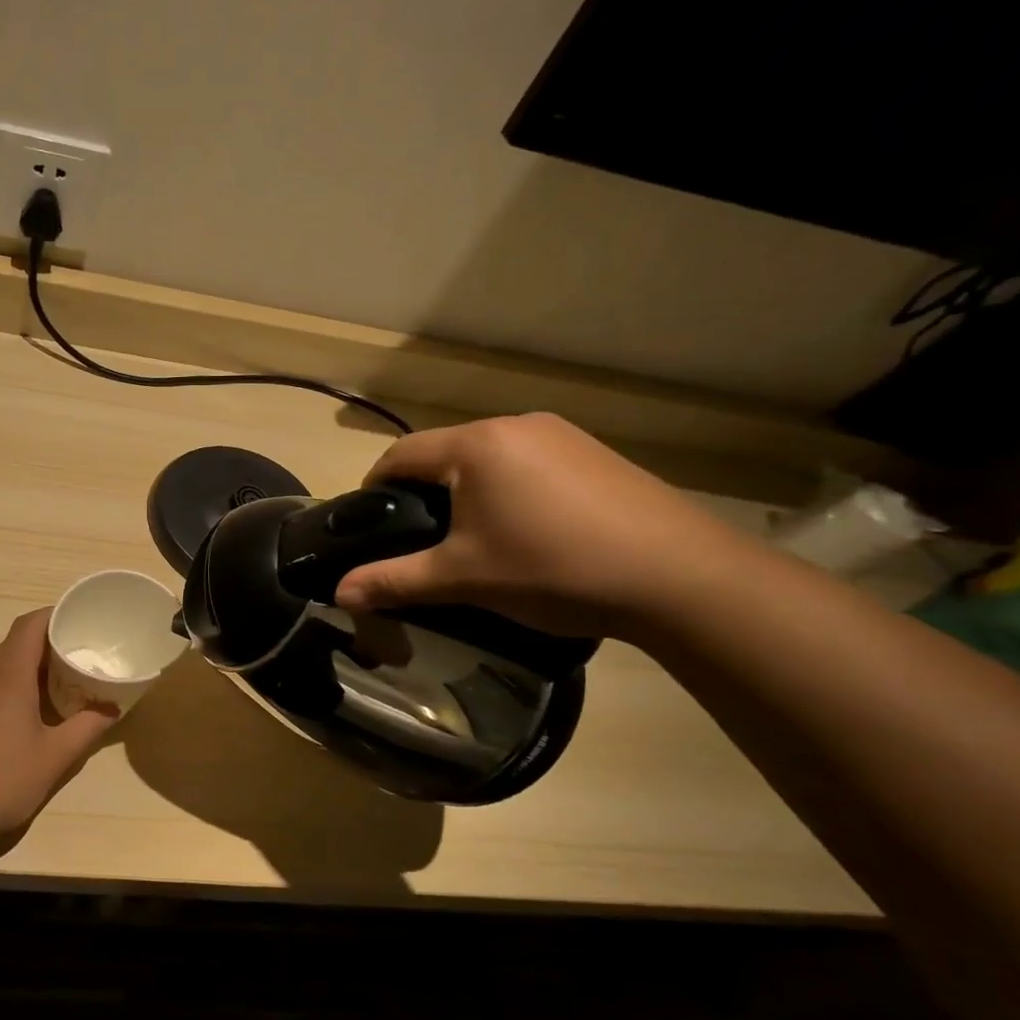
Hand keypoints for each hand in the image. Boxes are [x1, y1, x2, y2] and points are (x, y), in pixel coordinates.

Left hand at [0, 609, 117, 853]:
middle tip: (77, 659)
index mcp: (8, 677)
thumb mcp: (55, 757)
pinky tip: (22, 720)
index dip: (53, 616)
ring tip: (56, 688)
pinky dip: (8, 691)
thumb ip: (87, 728)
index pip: (28, 626)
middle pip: (14, 645)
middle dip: (46, 646)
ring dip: (27, 670)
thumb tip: (112, 709)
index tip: (78, 621)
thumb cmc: (4, 780)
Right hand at [333, 413, 753, 638]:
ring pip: (487, 458)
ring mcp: (561, 436)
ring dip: (465, 490)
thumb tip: (338, 594)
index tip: (369, 523)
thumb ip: (395, 581)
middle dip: (422, 491)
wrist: (680, 577)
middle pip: (444, 453)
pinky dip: (507, 489)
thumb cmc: (553, 568)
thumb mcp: (463, 578)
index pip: (401, 453)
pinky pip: (526, 463)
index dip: (375, 485)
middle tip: (418, 539)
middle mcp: (515, 426)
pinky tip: (525, 530)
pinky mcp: (594, 454)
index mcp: (476, 445)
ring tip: (470, 538)